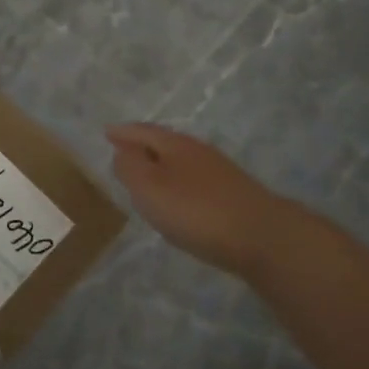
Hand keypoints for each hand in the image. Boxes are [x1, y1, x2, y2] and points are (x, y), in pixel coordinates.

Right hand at [105, 123, 284, 276]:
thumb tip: (121, 150)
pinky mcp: (232, 194)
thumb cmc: (196, 210)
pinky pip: (194, 180)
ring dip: (161, 165)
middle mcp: (198, 151)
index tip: (107, 132)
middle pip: (164, 143)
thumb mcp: (150, 188)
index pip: (143, 131)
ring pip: (181, 162)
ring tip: (146, 176)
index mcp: (175, 145)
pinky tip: (178, 199)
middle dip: (142, 146)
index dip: (123, 132)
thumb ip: (130, 167)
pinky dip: (178, 183)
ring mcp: (218, 172)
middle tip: (122, 151)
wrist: (261, 236)